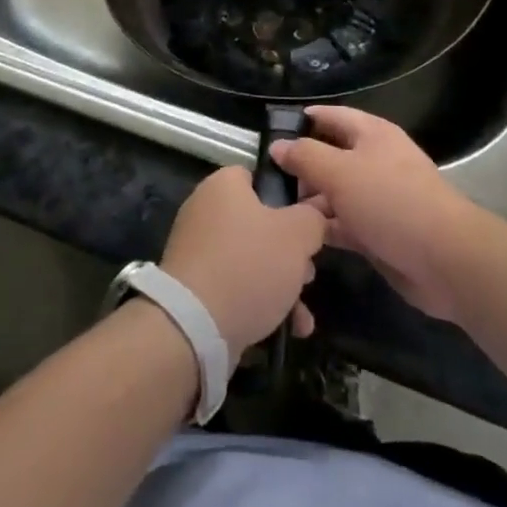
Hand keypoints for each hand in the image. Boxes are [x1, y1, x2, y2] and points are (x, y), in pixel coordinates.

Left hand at [159, 166, 327, 358]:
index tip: (310, 222)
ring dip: (281, 284)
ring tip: (302, 314)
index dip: (289, 197)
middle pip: (259, 223)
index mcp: (223, 185)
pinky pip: (234, 286)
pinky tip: (287, 329)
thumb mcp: (297, 234)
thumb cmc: (249, 265)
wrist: (194, 327)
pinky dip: (260, 303)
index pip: (259, 177)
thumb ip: (312, 218)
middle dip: (290, 251)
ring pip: (251, 259)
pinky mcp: (194, 287)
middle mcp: (205, 211)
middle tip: (308, 271)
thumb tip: (312, 216)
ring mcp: (197, 250)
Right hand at [269, 106, 483, 322]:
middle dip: (301, 167)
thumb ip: (305, 156)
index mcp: (371, 134)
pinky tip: (299, 235)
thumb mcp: (340, 172)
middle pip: (330, 155)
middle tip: (266, 181)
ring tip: (275, 212)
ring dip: (310, 201)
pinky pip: (344, 223)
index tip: (270, 133)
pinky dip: (325, 227)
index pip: (330, 116)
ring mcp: (378, 198)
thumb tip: (278, 146)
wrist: (445, 259)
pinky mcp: (380, 232)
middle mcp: (375, 160)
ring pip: (335, 192)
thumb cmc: (390, 201)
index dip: (301, 121)